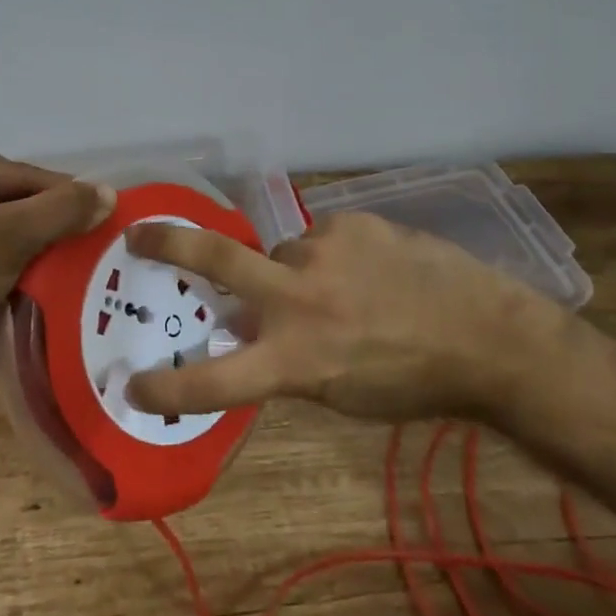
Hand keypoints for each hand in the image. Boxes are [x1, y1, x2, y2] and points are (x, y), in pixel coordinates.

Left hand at [0, 146, 114, 396]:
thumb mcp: (9, 238)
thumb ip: (61, 210)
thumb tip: (108, 193)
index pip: (20, 175)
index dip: (63, 197)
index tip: (102, 216)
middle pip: (8, 200)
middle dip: (45, 225)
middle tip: (87, 245)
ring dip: (28, 248)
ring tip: (66, 267)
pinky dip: (5, 265)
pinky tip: (30, 284)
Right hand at [125, 210, 561, 423]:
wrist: (484, 335)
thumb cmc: (411, 380)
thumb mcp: (339, 392)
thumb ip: (285, 359)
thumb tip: (245, 329)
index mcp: (295, 358)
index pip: (216, 380)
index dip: (168, 388)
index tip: (131, 385)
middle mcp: (298, 298)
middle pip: (217, 260)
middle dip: (169, 244)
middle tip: (139, 234)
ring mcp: (323, 250)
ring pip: (282, 254)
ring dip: (294, 271)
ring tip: (341, 288)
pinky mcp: (350, 222)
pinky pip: (322, 238)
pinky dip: (332, 256)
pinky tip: (370, 270)